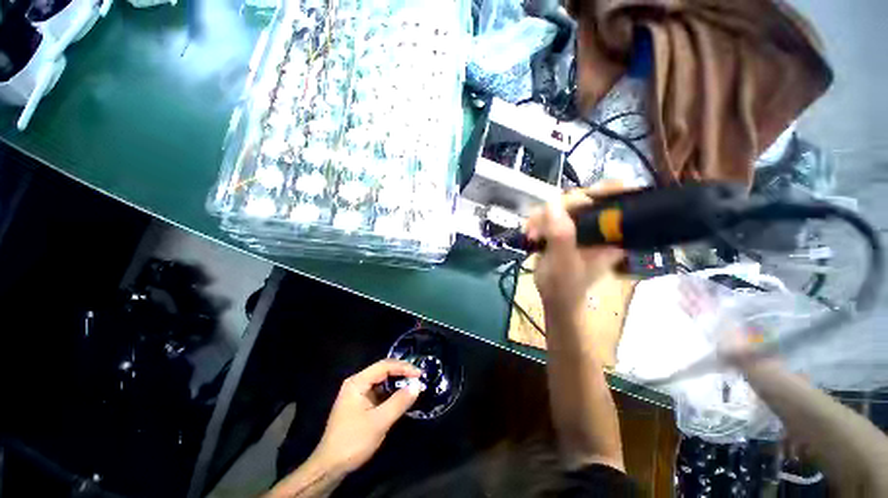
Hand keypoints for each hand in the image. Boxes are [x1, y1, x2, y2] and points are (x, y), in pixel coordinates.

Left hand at [311, 359, 421, 474]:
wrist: (330, 467)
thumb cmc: (353, 441)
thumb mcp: (379, 422)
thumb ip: (399, 401)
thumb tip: (417, 385)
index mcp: (357, 382)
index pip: (384, 366)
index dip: (403, 367)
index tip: (420, 373)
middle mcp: (357, 383)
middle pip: (383, 371)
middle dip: (401, 373)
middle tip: (419, 378)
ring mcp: (358, 393)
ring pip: (382, 381)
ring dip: (398, 383)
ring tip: (414, 385)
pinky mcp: (361, 404)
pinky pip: (380, 392)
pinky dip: (392, 393)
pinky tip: (402, 396)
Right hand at [525, 185, 624, 318]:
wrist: (553, 297)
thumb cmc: (564, 286)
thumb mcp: (564, 263)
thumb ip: (561, 236)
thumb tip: (552, 204)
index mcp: (615, 234)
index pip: (620, 199)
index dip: (604, 190)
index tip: (580, 198)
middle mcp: (601, 225)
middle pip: (587, 197)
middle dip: (560, 208)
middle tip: (541, 223)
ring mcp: (582, 225)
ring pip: (565, 204)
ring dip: (543, 216)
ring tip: (532, 234)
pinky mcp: (566, 227)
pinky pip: (552, 212)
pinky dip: (538, 220)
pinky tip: (530, 232)